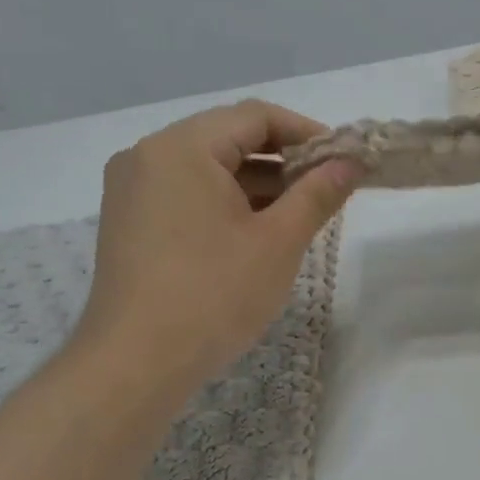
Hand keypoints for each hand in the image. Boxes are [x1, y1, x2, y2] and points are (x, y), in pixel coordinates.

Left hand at [74, 100, 358, 382]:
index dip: (307, 133)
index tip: (343, 160)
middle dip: (283, 160)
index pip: (254, 116)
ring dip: (257, 184)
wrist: (137, 363)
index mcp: (181, 148)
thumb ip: (317, 194)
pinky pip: (186, 195)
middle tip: (327, 190)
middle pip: (228, 139)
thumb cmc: (214, 295)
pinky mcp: (129, 224)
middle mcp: (147, 156)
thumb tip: (350, 163)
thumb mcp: (278, 242)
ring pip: (207, 169)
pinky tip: (256, 234)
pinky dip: (225, 204)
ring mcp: (132, 191)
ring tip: (299, 216)